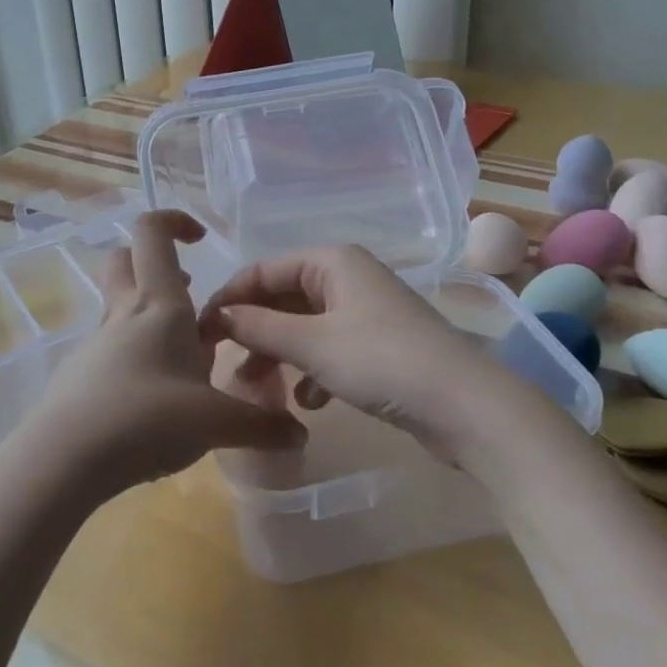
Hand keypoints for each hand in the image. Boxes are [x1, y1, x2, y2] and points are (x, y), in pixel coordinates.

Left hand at [27, 211, 305, 496]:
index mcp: (157, 304)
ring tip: (184, 360)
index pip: (152, 233)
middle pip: (124, 260)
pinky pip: (110, 349)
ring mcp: (95, 344)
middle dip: (154, 264)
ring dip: (149, 316)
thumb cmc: (146, 419)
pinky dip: (134, 357)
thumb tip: (299, 434)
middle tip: (187, 292)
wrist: (63, 460)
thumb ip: (261, 426)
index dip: (174, 221)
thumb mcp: (215, 424)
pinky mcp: (78, 375)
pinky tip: (153, 400)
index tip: (200, 239)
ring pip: (119, 308)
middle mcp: (122, 313)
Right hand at [199, 245, 510, 463]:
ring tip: (259, 390)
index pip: (263, 270)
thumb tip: (216, 314)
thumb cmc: (382, 361)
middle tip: (225, 365)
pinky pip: (330, 349)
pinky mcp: (380, 346)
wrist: (466, 406)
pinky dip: (313, 371)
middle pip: (284, 297)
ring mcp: (366, 312)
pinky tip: (309, 402)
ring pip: (305, 327)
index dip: (229, 299)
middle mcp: (348, 277)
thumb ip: (259, 326)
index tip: (200, 333)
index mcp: (332, 260)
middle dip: (254, 331)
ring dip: (280, 355)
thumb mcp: (311, 343)